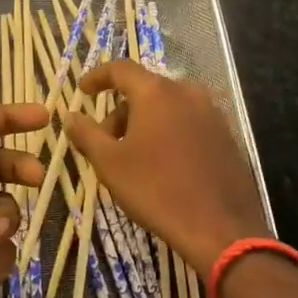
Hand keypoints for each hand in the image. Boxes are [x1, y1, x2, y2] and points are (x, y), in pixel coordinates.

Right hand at [64, 59, 269, 272]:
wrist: (221, 228)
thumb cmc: (157, 190)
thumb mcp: (110, 163)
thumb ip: (87, 133)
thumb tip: (71, 115)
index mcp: (156, 92)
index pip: (121, 69)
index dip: (98, 77)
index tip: (83, 91)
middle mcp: (187, 92)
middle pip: (145, 89)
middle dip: (121, 110)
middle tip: (105, 141)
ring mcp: (211, 113)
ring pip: (168, 106)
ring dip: (145, 122)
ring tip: (133, 156)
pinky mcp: (226, 135)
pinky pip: (189, 122)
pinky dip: (170, 132)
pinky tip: (163, 165)